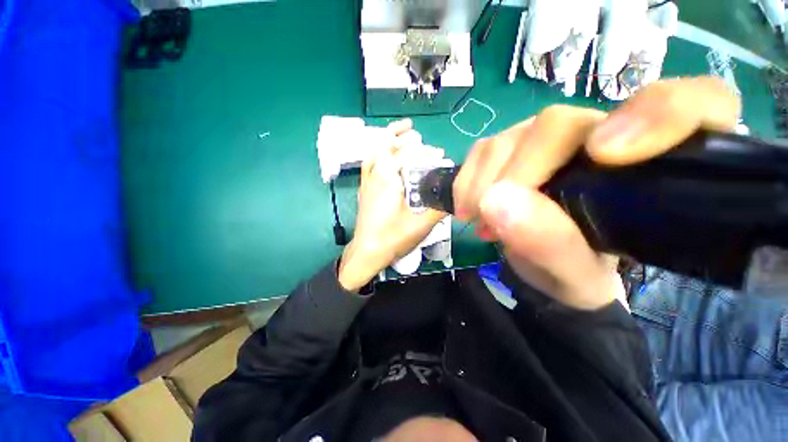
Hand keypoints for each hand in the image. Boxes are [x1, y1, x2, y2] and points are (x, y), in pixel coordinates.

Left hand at [338, 119, 447, 291]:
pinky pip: (369, 165)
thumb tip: (455, 196)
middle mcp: (374, 176)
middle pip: (384, 146)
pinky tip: (385, 158)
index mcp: (388, 179)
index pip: (407, 155)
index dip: (425, 152)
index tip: (440, 155)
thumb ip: (440, 207)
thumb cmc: (392, 239)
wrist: (367, 253)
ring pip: (373, 153)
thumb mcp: (421, 224)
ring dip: (386, 141)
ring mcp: (366, 183)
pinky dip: (378, 155)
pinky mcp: (364, 191)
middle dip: (400, 135)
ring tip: (398, 135)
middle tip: (413, 130)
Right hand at [453, 77, 740, 309]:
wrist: (542, 265)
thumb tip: (497, 202)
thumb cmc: (574, 273)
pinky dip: (467, 179)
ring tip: (479, 222)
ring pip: (510, 137)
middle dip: (517, 174)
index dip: (658, 114)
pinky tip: (468, 206)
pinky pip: (483, 149)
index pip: (695, 103)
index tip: (604, 155)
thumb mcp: (572, 274)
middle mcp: (602, 136)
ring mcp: (549, 139)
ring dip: (483, 183)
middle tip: (491, 220)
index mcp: (655, 168)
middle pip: (559, 124)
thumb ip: (550, 243)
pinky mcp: (513, 146)